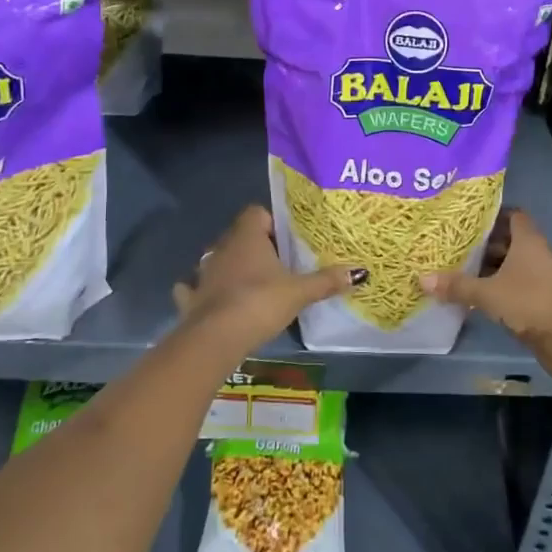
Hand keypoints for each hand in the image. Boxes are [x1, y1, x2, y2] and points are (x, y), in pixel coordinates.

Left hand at [173, 205, 363, 356]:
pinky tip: (213, 301)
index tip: (288, 240)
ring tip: (250, 284)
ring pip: (217, 260)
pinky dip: (202, 292)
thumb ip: (326, 280)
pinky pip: (195, 288)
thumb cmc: (259, 303)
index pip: (257, 212)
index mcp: (247, 236)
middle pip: (240, 236)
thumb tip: (360, 271)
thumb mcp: (299, 292)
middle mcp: (222, 247)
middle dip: (256, 246)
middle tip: (278, 264)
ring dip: (230, 268)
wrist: (215, 338)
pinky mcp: (191, 298)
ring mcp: (203, 272)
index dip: (273, 222)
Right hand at [421, 210, 551, 382]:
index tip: (467, 220)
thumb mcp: (488, 293)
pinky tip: (476, 294)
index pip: (512, 215)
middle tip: (454, 245)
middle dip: (483, 244)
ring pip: (511, 265)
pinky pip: (515, 284)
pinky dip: (498, 286)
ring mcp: (541, 277)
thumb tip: (422, 278)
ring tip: (459, 269)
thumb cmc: (529, 303)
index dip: (491, 215)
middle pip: (508, 240)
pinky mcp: (541, 299)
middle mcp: (536, 253)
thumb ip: (457, 285)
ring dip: (490, 268)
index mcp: (528, 240)